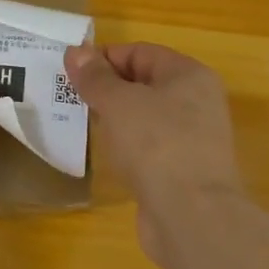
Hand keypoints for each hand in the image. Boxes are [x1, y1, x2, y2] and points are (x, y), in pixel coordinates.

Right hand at [63, 42, 244, 260]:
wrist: (192, 217)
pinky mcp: (183, 170)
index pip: (140, 52)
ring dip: (115, 119)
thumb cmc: (156, 144)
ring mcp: (193, 139)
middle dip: (107, 89)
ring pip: (145, 117)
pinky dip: (127, 146)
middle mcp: (197, 102)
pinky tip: (106, 155)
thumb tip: (76, 52)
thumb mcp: (118, 102)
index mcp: (189, 75)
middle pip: (144, 83)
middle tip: (72, 99)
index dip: (104, 58)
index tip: (70, 73)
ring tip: (83, 125)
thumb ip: (95, 77)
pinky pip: (149, 147)